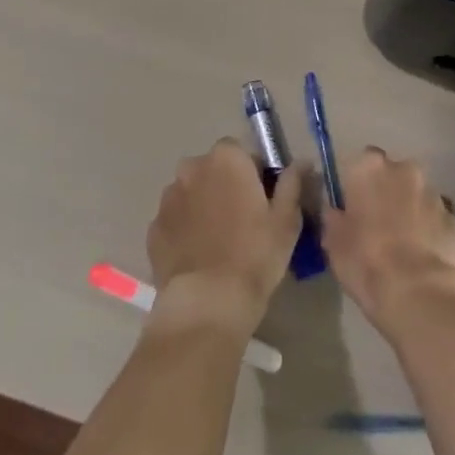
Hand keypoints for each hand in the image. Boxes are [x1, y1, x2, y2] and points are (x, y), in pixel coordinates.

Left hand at [147, 138, 301, 336]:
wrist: (208, 302)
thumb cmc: (255, 254)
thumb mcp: (286, 219)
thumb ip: (292, 183)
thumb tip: (301, 163)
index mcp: (225, 159)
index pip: (242, 152)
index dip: (254, 173)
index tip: (263, 200)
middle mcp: (191, 169)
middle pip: (213, 170)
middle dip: (226, 186)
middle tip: (243, 220)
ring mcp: (168, 199)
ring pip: (192, 194)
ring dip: (204, 206)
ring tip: (219, 242)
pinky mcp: (153, 229)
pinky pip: (176, 221)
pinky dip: (186, 230)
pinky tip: (200, 256)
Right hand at [321, 147, 454, 333]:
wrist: (417, 293)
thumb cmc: (365, 261)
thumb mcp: (333, 241)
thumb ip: (334, 217)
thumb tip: (335, 210)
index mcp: (370, 168)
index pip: (361, 162)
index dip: (357, 184)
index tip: (353, 208)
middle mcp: (406, 171)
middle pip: (394, 176)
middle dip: (388, 194)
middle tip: (377, 226)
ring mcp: (435, 196)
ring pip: (418, 198)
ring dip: (410, 213)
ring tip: (402, 248)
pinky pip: (438, 223)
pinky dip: (431, 234)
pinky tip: (422, 261)